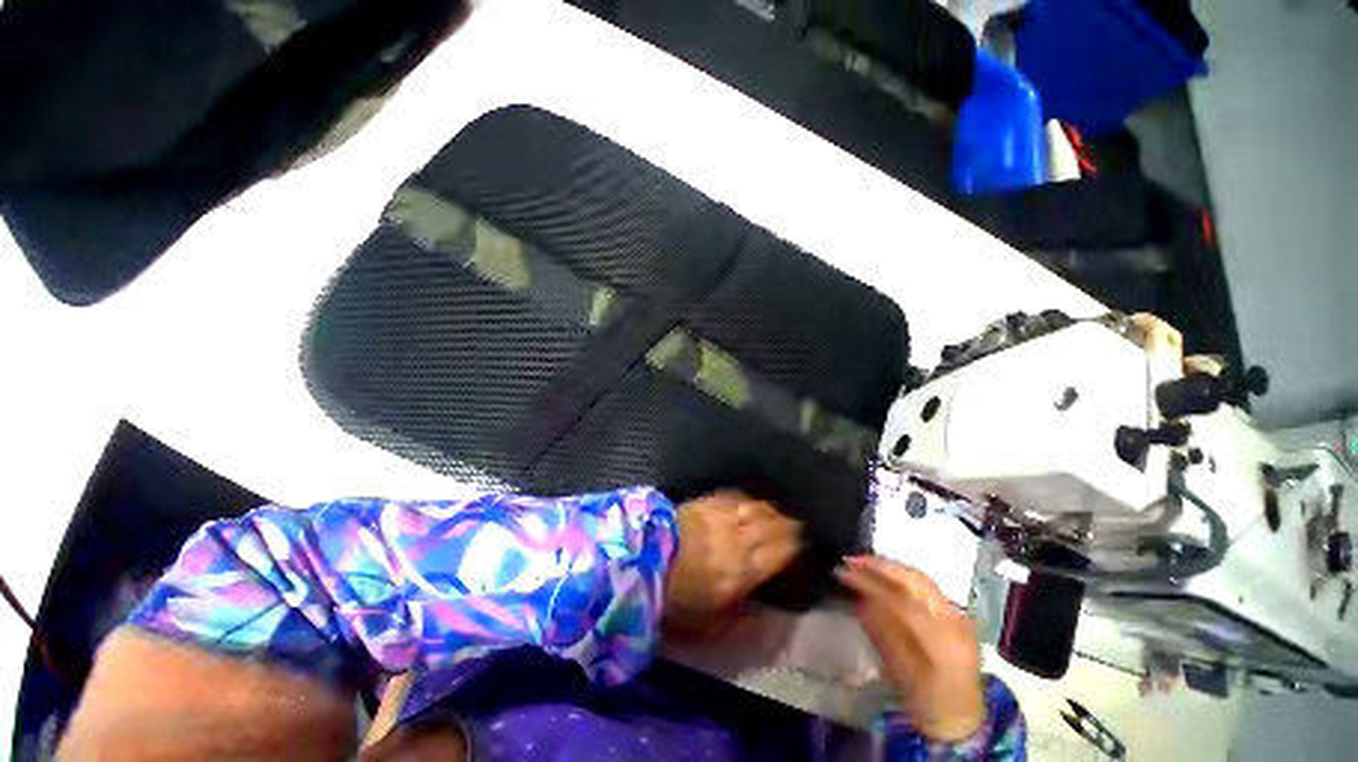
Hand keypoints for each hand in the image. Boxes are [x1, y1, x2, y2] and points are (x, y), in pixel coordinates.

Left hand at [665, 492, 801, 635]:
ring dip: (772, 510)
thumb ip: (745, 619)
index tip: (806, 545)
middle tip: (800, 526)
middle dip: (790, 525)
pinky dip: (748, 499)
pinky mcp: (706, 502)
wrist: (641, 560)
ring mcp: (722, 516)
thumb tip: (770, 614)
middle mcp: (739, 537)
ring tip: (780, 513)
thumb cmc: (676, 598)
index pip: (782, 550)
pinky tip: (752, 501)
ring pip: (757, 507)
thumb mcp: (710, 623)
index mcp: (743, 569)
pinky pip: (735, 496)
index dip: (797, 546)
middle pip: (774, 524)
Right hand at [837, 555, 984, 741]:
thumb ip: (884, 634)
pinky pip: (925, 586)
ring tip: (862, 562)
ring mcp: (959, 616)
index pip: (903, 602)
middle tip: (850, 560)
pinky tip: (882, 573)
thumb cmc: (930, 705)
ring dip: (889, 566)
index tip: (844, 573)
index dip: (871, 584)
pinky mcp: (955, 614)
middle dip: (881, 566)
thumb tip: (861, 599)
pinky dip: (901, 575)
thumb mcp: (902, 674)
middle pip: (916, 581)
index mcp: (945, 645)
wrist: (964, 719)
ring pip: (922, 578)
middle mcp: (956, 623)